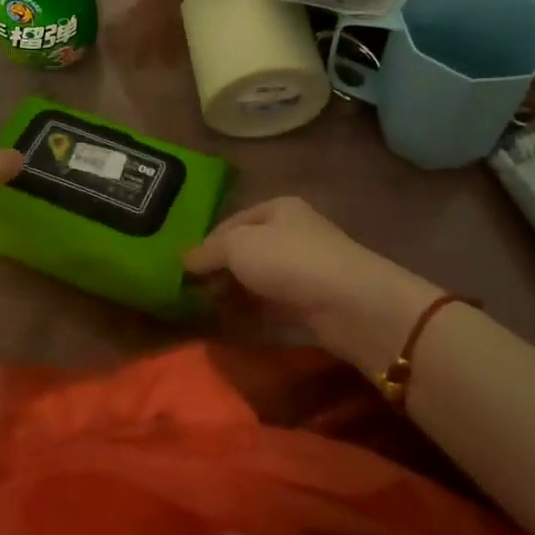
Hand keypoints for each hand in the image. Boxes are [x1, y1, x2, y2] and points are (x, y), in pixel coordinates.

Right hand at [184, 196, 440, 373]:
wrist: (351, 305)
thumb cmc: (290, 260)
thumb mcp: (238, 246)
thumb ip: (207, 252)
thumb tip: (184, 262)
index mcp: (278, 208)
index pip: (231, 222)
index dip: (206, 243)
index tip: (183, 269)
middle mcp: (293, 233)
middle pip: (246, 251)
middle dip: (219, 271)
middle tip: (191, 294)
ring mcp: (305, 269)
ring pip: (259, 280)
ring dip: (234, 294)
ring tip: (206, 312)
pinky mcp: (312, 303)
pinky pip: (273, 306)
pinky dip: (253, 314)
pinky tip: (232, 325)